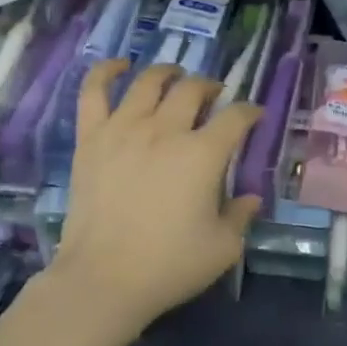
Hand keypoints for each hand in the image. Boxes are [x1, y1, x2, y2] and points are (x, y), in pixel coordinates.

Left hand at [50, 61, 263, 334]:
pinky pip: (94, 91)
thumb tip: (250, 197)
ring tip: (176, 77)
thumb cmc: (169, 265)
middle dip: (210, 87)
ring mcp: (124, 129)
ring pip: (149, 81)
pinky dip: (106, 71)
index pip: (235, 116)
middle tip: (214, 97)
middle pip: (193, 90)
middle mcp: (165, 130)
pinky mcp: (92, 138)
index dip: (250, 112)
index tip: (254, 117)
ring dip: (168, 73)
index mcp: (203, 153)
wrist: (103, 279)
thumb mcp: (223, 248)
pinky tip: (120, 66)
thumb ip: (241, 215)